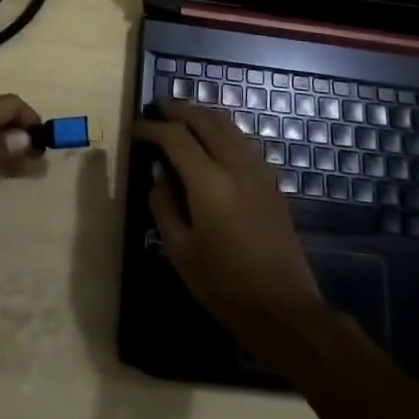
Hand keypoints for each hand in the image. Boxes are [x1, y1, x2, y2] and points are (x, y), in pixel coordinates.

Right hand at [133, 103, 327, 363]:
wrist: (283, 308)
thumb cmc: (224, 284)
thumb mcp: (180, 250)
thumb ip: (163, 204)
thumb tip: (159, 173)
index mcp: (209, 181)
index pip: (175, 137)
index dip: (152, 127)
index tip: (135, 128)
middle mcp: (235, 164)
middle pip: (205, 119)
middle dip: (178, 110)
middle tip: (156, 111)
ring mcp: (258, 170)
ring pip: (228, 124)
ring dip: (202, 115)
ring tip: (181, 120)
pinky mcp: (271, 180)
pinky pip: (242, 140)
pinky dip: (221, 130)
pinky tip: (211, 142)